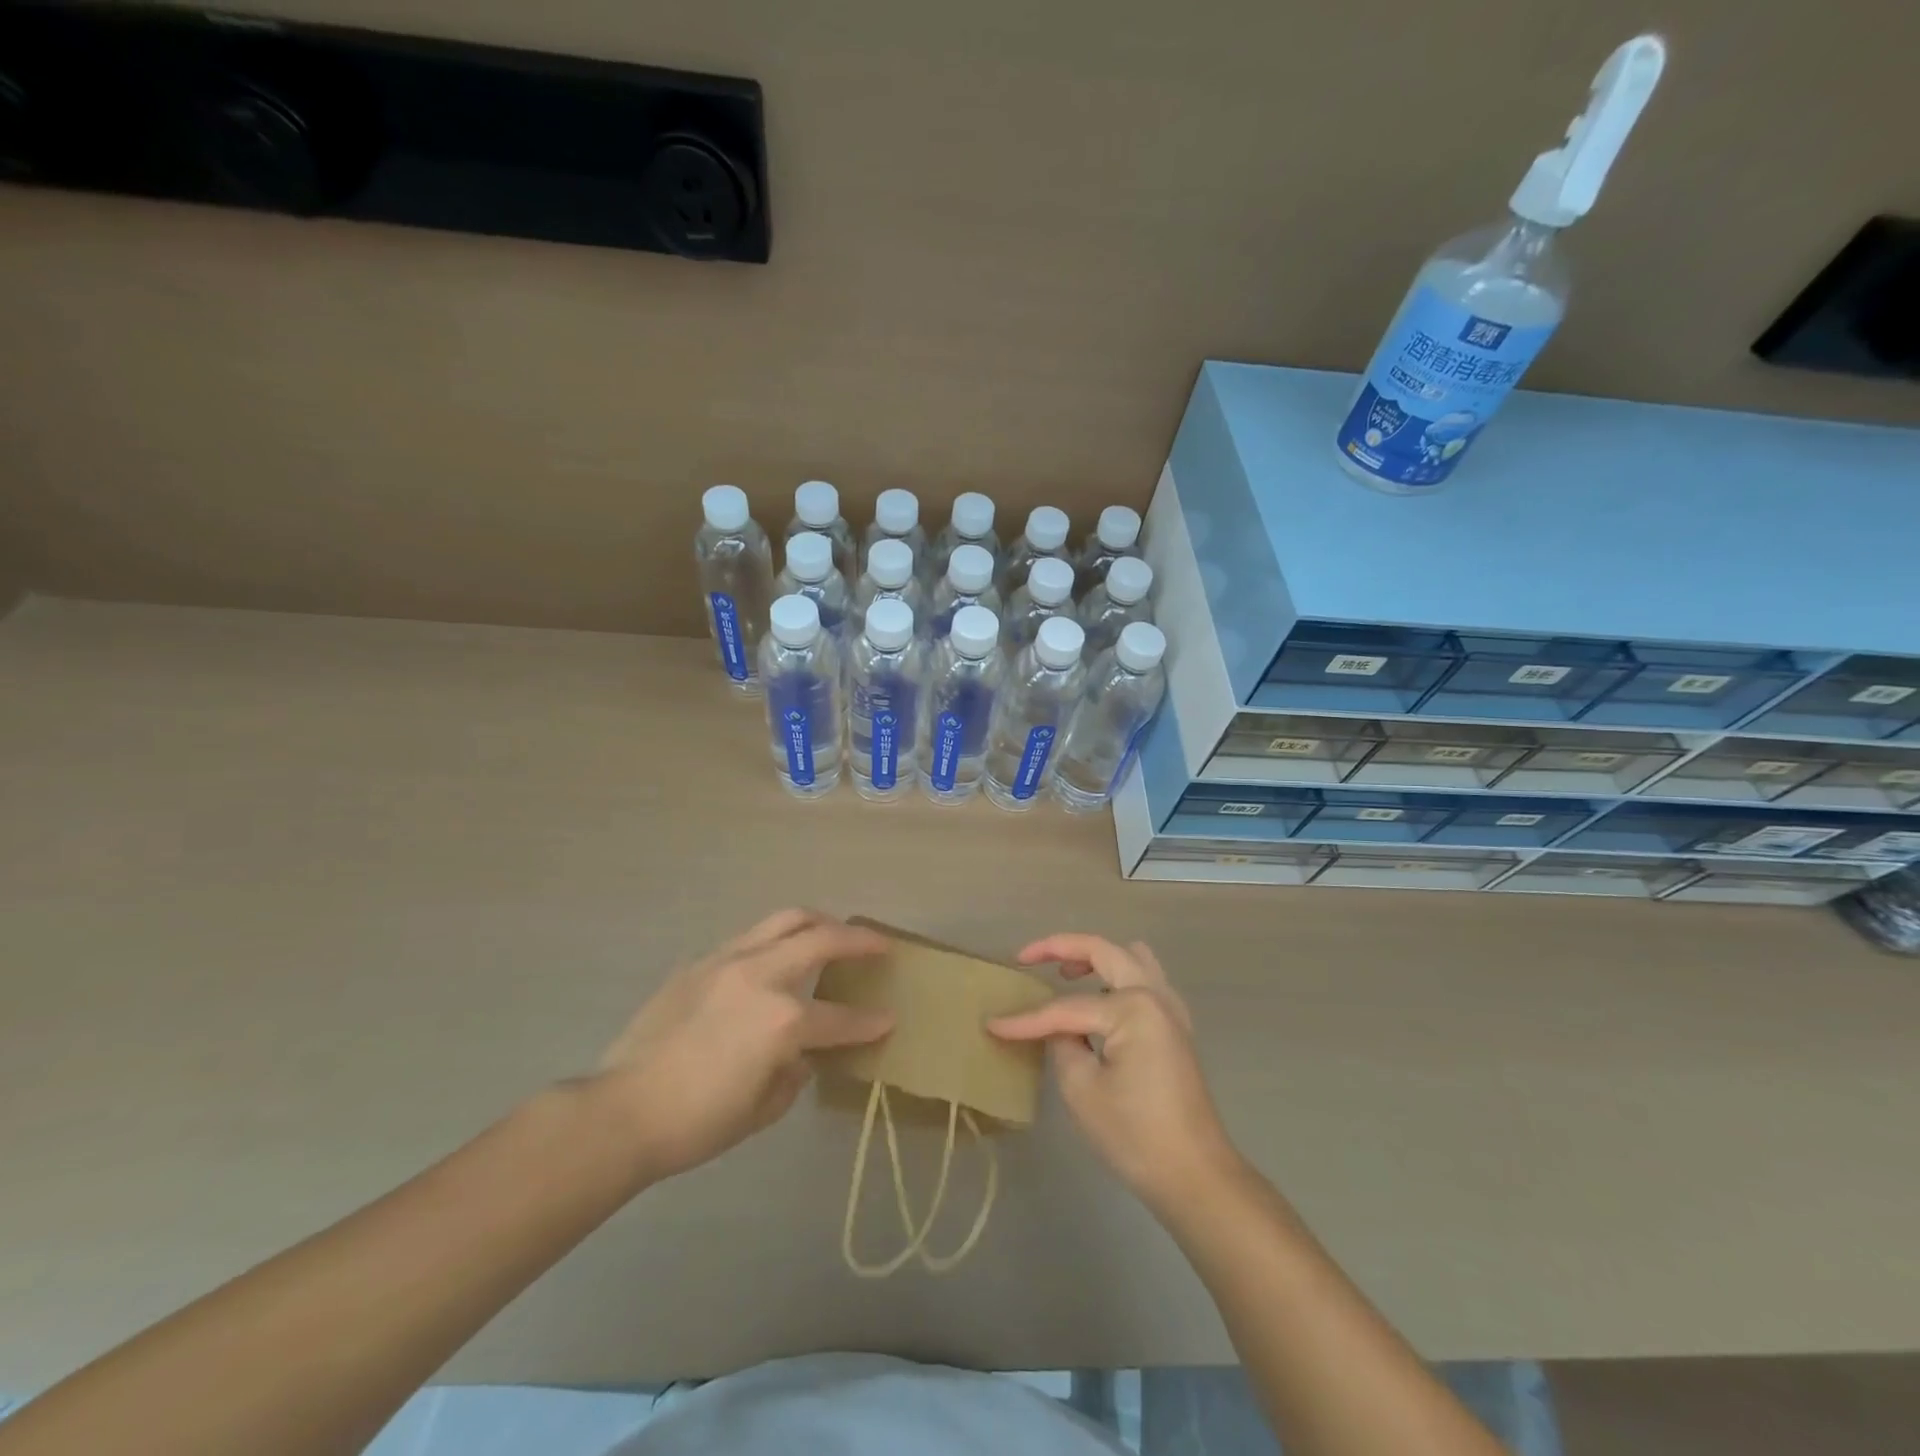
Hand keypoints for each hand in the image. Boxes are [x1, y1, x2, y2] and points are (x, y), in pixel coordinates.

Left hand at [588, 910, 893, 1181]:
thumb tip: (803, 1054)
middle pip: (822, 939)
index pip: (840, 1018)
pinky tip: (776, 957)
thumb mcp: (762, 1110)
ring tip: (833, 931)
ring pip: (785, 920)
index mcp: (783, 1020)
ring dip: (818, 923)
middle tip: (879, 945)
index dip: (870, 1022)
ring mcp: (729, 961)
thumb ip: (795, 1073)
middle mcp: (762, 976)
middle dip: (858, 941)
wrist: (622, 1110)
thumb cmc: (697, 1122)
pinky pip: (750, 937)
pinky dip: (775, 939)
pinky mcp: (702, 962)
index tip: (889, 1019)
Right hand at [988, 934, 1239, 1213]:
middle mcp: (1155, 995)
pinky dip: (1117, 977)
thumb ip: (1062, 1044)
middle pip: (1105, 951)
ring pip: (1131, 958)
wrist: (1195, 1177)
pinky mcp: (1175, 1028)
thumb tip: (1057, 1029)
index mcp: (1133, 1007)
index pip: (1067, 1008)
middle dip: (1062, 948)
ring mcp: (1170, 1010)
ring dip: (1096, 956)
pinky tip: (1098, 998)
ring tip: (1065, 973)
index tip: (992, 1024)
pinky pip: (1144, 981)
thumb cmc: (1135, 1135)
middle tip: (1026, 957)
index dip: (1026, 1019)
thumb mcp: (1082, 1089)